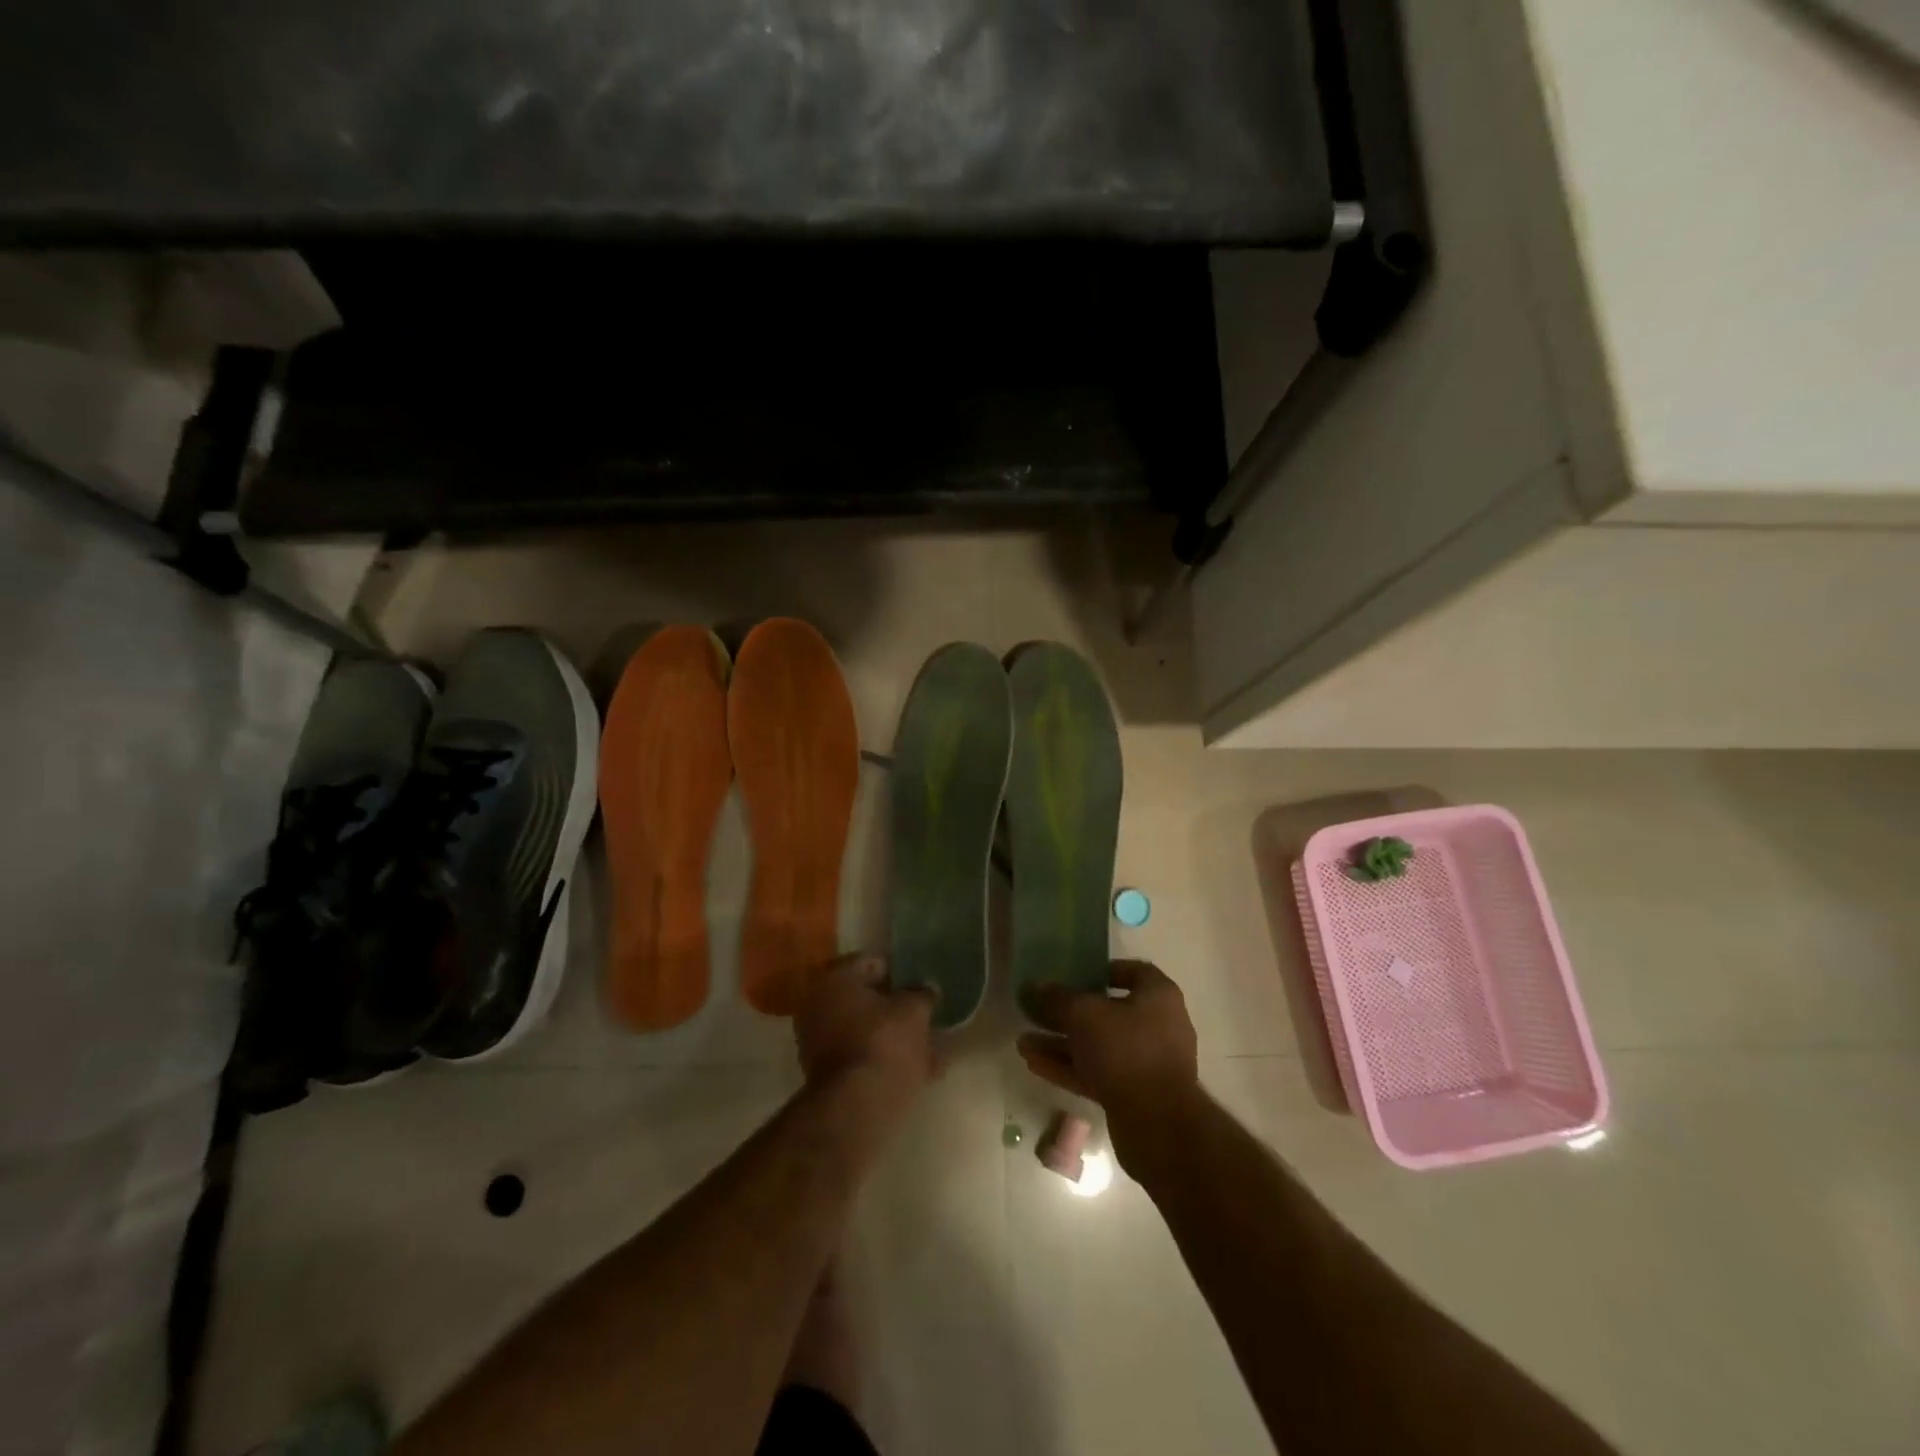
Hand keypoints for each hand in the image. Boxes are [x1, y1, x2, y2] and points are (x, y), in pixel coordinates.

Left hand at [795, 954, 939, 1099]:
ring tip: (929, 1044)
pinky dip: (886, 1059)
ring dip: (894, 1035)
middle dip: (896, 1007)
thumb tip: (927, 989)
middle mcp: (818, 1005)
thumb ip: (922, 994)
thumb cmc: (884, 1043)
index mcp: (835, 979)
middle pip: (866, 999)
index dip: (901, 971)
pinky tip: (920, 1069)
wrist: (857, 1107)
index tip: (922, 983)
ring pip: (866, 1031)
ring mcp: (819, 1042)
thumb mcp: (914, 1011)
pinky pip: (864, 1056)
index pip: (872, 963)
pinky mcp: (828, 1074)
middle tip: (925, 1013)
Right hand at [1018, 961, 1200, 1169]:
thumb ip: (1059, 998)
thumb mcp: (1084, 1014)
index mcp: (1158, 997)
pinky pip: (1097, 1072)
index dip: (1102, 970)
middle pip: (1108, 1012)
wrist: (1157, 1123)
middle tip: (1037, 1011)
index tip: (1073, 974)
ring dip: (1062, 1043)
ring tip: (1024, 1042)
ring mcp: (1146, 1063)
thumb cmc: (1125, 1050)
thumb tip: (1039, 987)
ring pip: (1098, 1046)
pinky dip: (1068, 1068)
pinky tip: (1034, 1064)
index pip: (1133, 971)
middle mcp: (1158, 1026)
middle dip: (1069, 1013)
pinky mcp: (1133, 1094)